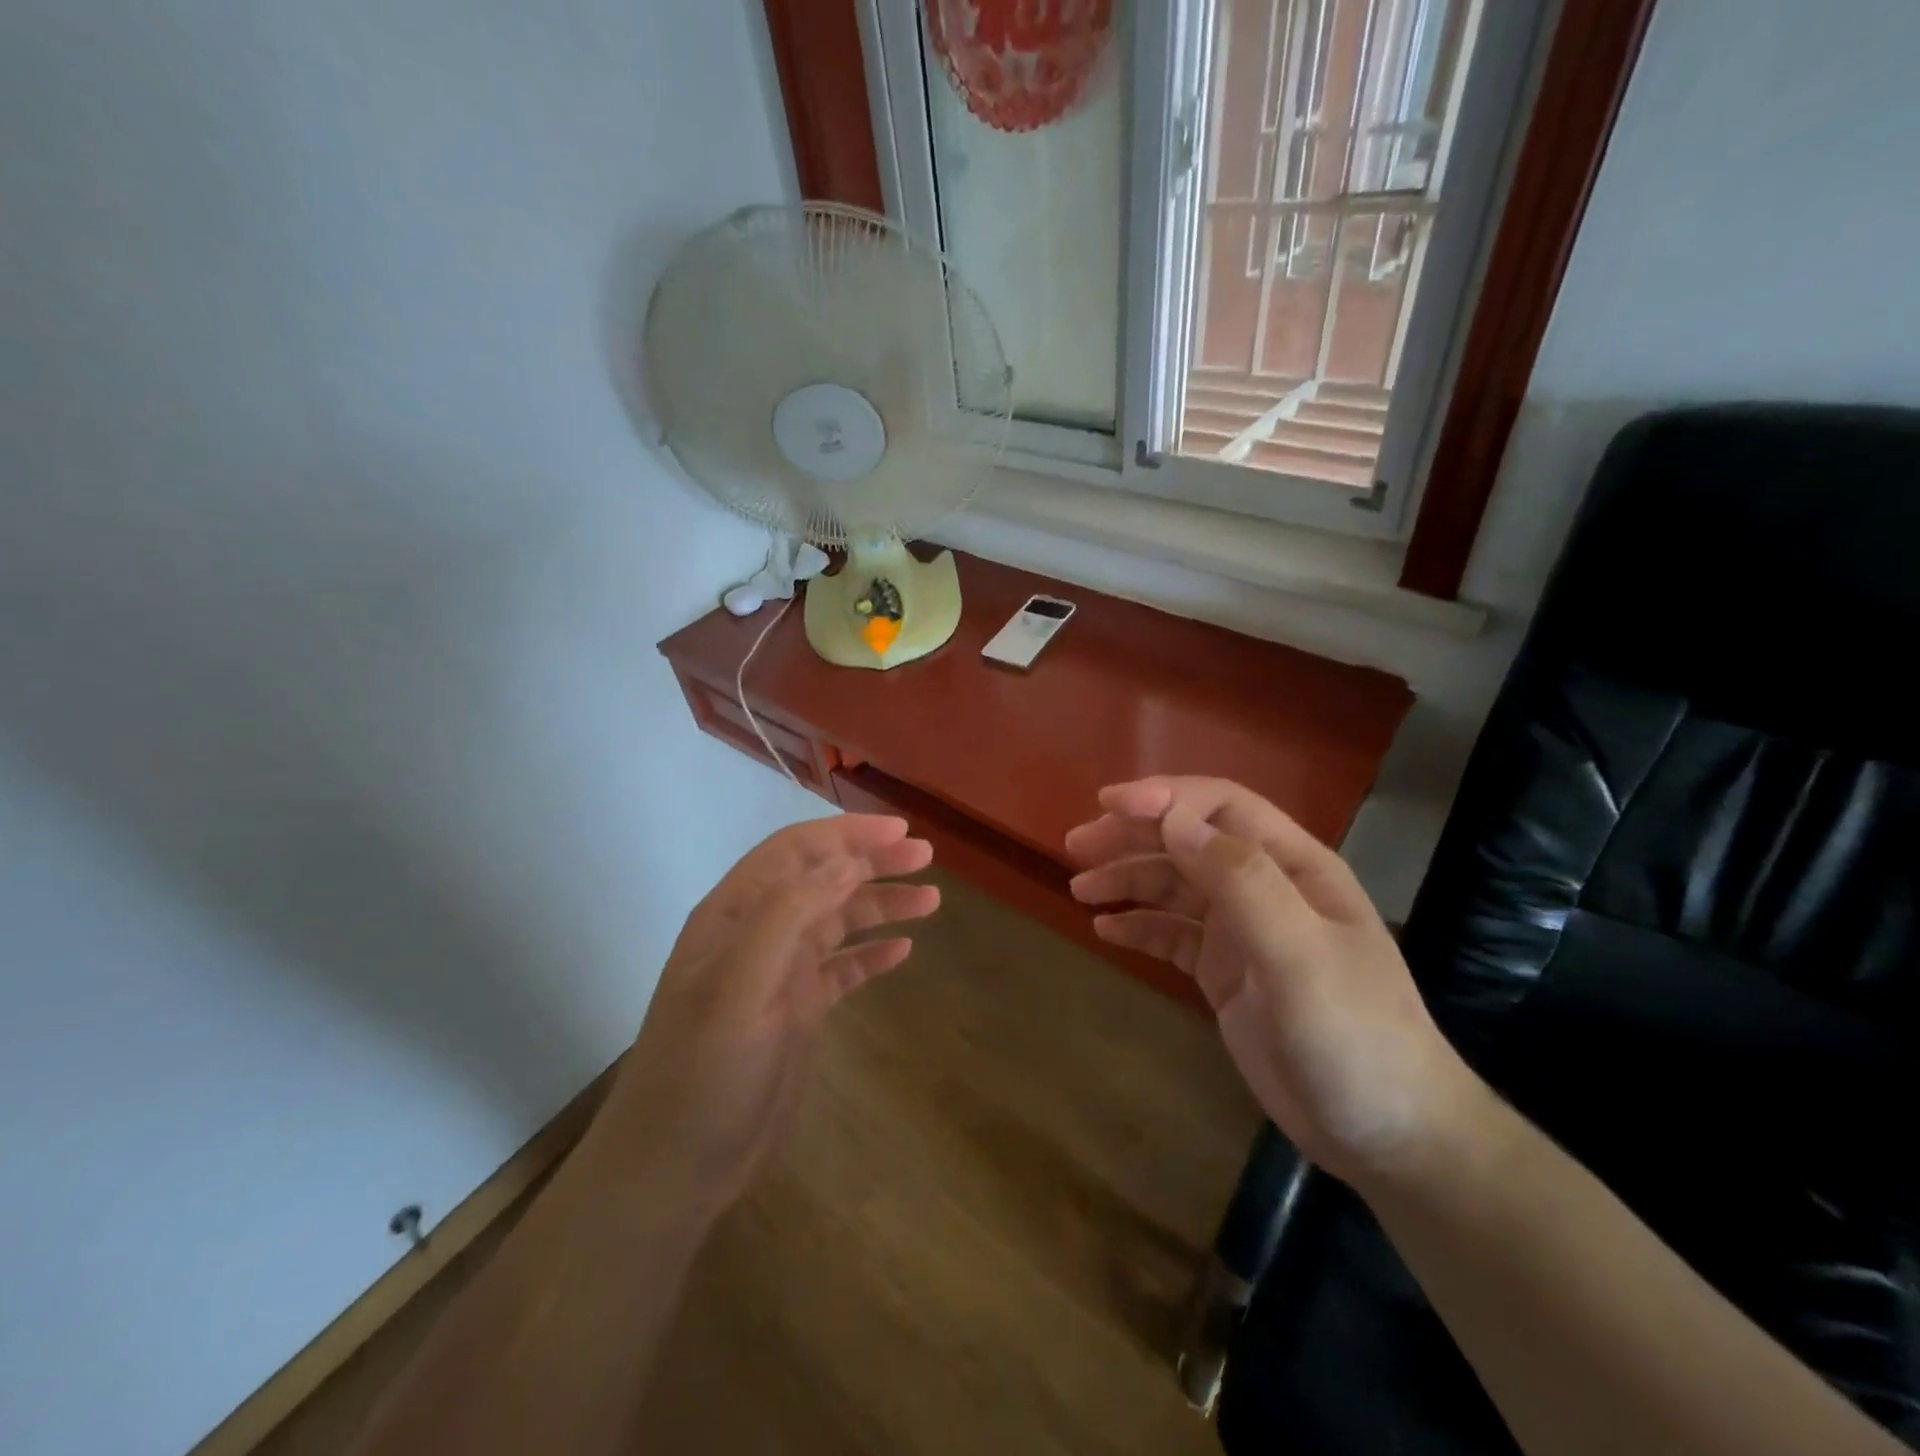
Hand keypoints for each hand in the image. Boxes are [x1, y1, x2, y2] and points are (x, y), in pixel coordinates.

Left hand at [596, 814, 937, 1211]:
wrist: (675, 1168)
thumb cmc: (702, 1072)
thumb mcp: (738, 988)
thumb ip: (786, 916)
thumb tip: (846, 863)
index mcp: (734, 915)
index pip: (794, 851)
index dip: (846, 834)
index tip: (899, 831)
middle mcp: (758, 934)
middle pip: (823, 879)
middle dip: (873, 862)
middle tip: (925, 857)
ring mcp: (779, 973)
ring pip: (838, 921)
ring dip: (881, 904)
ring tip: (931, 900)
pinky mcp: (797, 1011)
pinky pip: (843, 968)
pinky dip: (872, 954)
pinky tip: (903, 951)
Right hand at [1065, 776, 1483, 1186]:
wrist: (1389, 1137)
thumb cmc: (1354, 1037)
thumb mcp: (1299, 955)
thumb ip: (1240, 882)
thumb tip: (1172, 820)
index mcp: (1294, 868)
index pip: (1222, 807)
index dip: (1165, 798)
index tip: (1107, 805)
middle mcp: (1267, 889)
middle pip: (1189, 842)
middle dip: (1133, 836)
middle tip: (1076, 846)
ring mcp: (1244, 933)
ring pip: (1175, 888)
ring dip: (1127, 880)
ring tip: (1080, 889)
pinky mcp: (1225, 974)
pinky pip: (1172, 936)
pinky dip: (1138, 927)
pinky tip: (1106, 931)